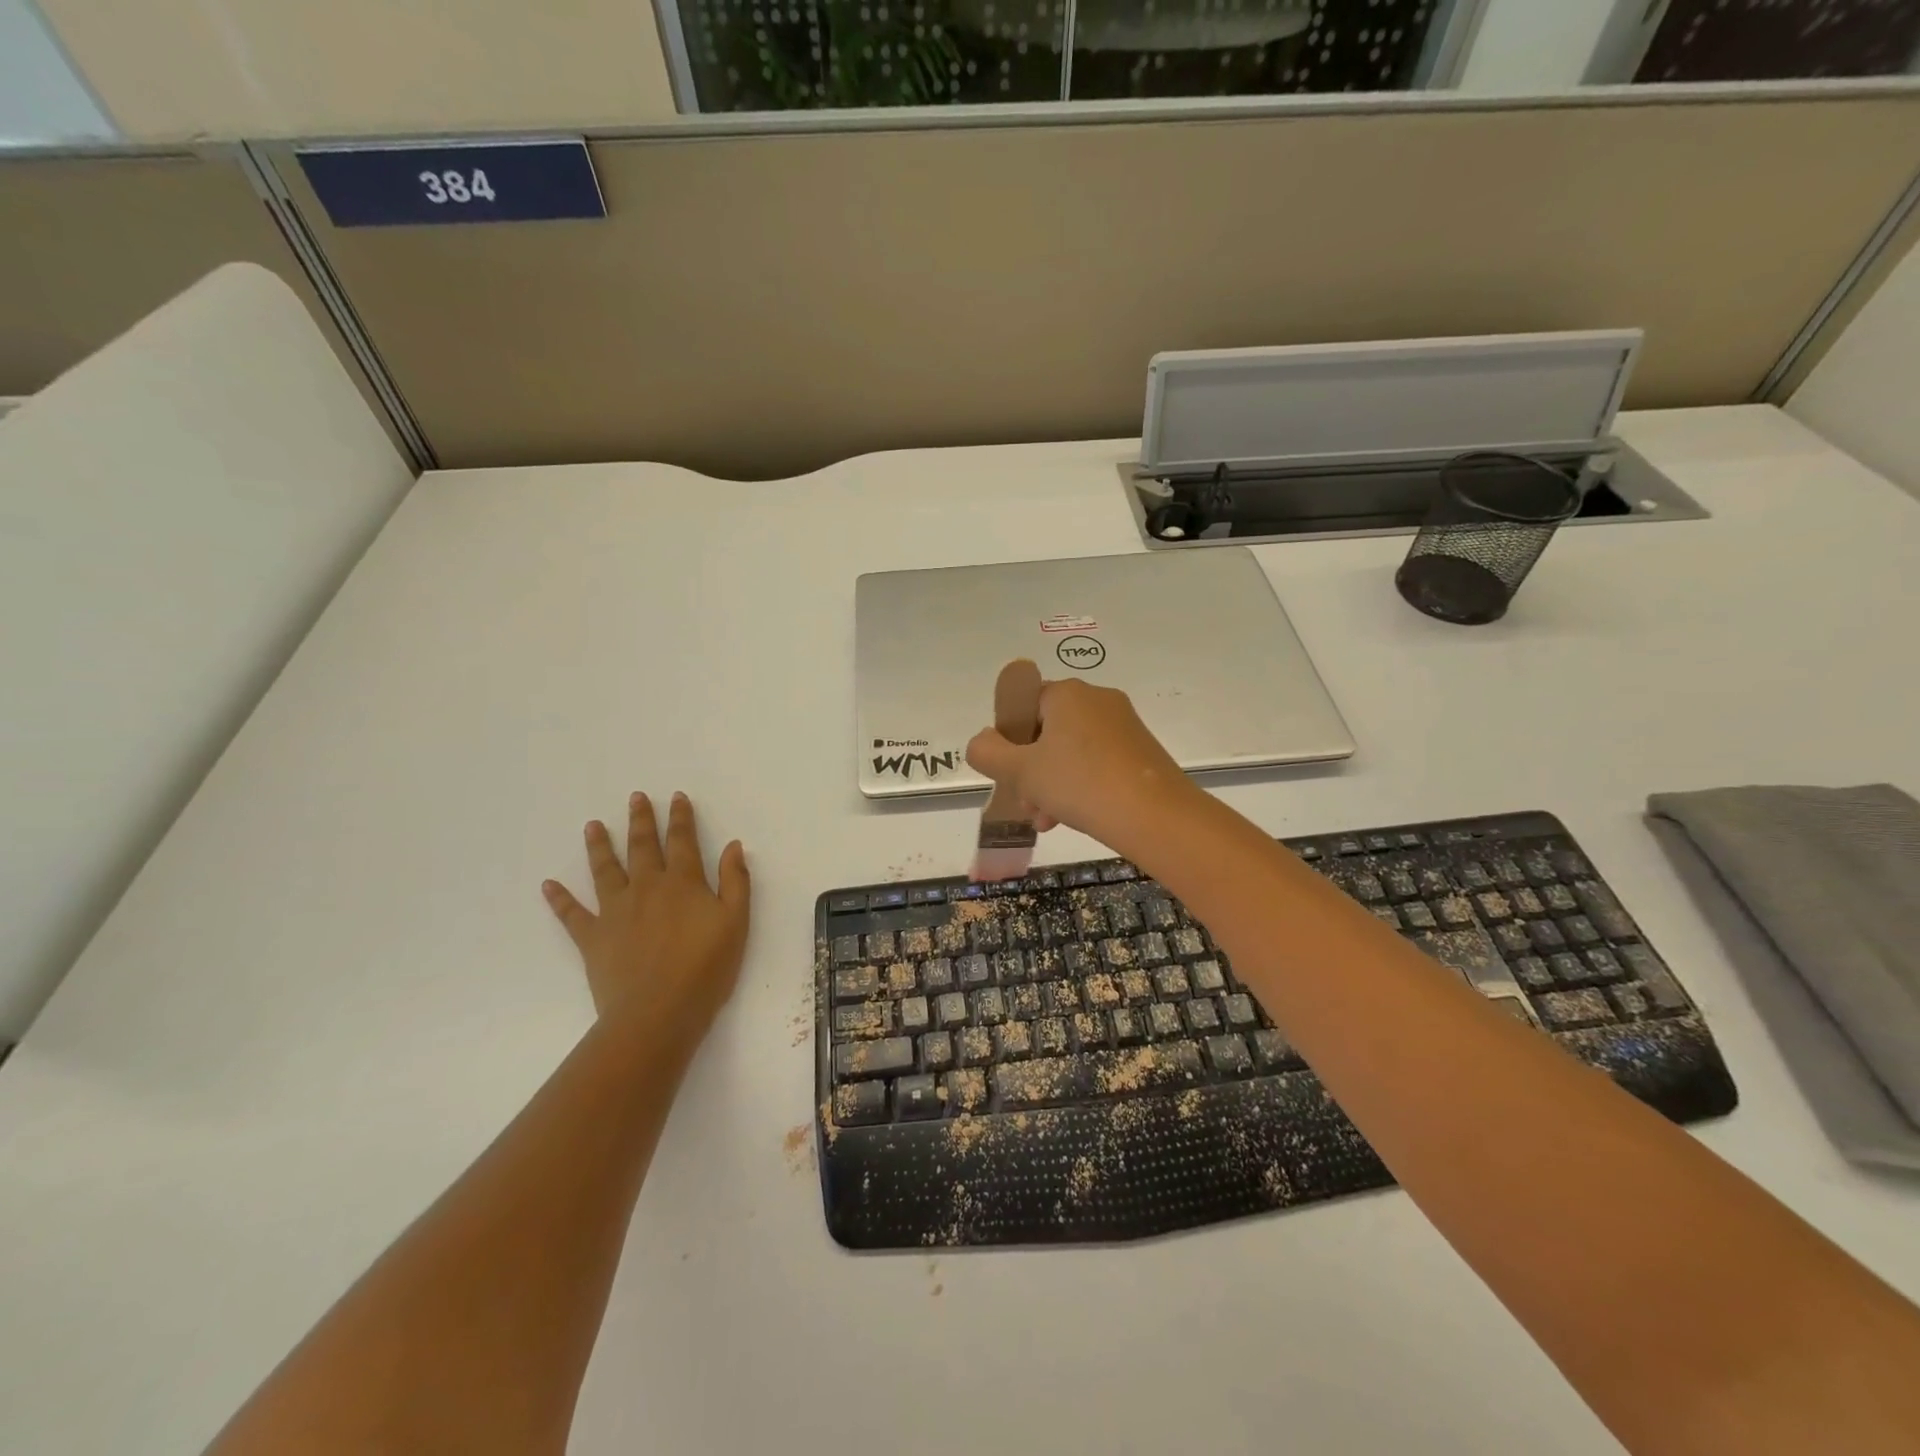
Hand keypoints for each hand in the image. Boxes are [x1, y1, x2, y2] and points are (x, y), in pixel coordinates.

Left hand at [542, 792, 750, 1035]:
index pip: (682, 841)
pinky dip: (560, 899)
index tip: (676, 797)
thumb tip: (733, 845)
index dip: (680, 817)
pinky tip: (548, 885)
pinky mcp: (593, 938)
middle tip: (635, 797)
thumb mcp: (736, 922)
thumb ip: (736, 881)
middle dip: (640, 820)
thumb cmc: (705, 969)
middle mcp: (646, 888)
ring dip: (600, 846)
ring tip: (593, 825)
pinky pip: (572, 914)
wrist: (657, 1013)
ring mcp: (615, 912)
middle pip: (642, 846)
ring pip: (605, 870)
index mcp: (682, 883)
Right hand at [965, 677, 1195, 851]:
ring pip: (1070, 750)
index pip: (1021, 705)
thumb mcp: (1021, 771)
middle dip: (1029, 770)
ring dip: (1050, 783)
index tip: (1008, 773)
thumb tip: (982, 742)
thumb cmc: (1080, 784)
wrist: (1156, 815)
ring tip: (1047, 821)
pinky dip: (1080, 785)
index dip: (1007, 739)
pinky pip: (1096, 761)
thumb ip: (988, 752)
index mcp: (1066, 693)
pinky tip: (1074, 817)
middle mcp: (1096, 699)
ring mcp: (1123, 723)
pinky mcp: (1140, 749)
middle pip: (1045, 731)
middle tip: (1027, 804)